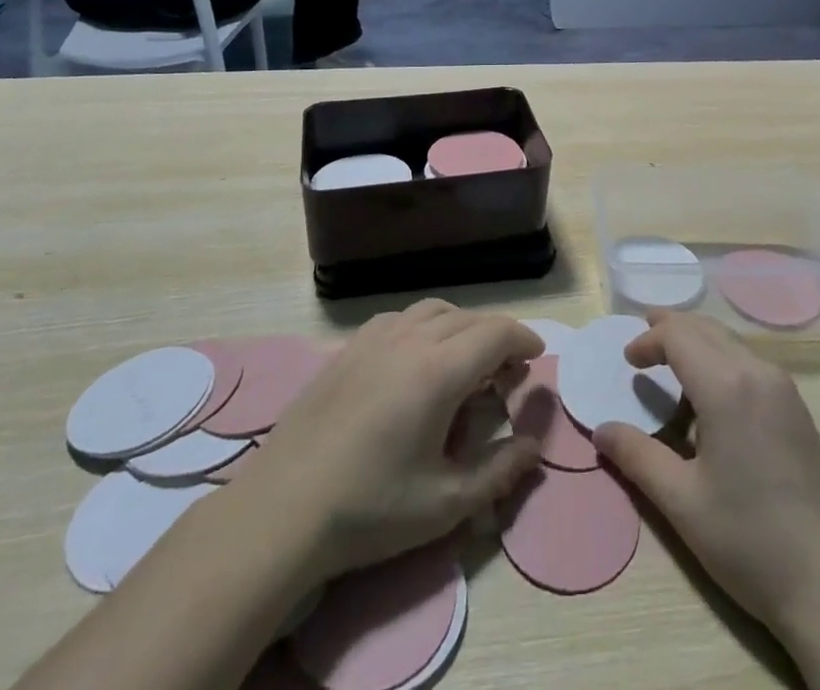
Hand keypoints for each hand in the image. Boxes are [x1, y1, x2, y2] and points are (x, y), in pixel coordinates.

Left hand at [237, 301, 543, 581]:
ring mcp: (375, 338)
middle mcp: (411, 339)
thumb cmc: (370, 509)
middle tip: (506, 371)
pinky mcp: (348, 348)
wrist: (284, 509)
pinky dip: (424, 326)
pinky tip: (415, 358)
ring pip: (433, 310)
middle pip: (468, 318)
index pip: (496, 332)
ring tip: (466, 360)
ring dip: (461, 326)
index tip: (536, 357)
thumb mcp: (445, 504)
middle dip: (496, 336)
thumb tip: (533, 447)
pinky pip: (399, 318)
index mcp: (440, 369)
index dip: (523, 338)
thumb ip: (499, 472)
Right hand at [594, 316, 819, 688]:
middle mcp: (758, 372)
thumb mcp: (682, 502)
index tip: (627, 360)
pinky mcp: (799, 409)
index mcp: (727, 386)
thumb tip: (601, 430)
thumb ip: (637, 457)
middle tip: (642, 341)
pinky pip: (750, 362)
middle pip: (706, 328)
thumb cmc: (750, 542)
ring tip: (671, 361)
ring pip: (731, 342)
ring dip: (697, 341)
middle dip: (670, 328)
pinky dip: (721, 358)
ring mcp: (785, 389)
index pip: (678, 335)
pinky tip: (711, 393)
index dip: (648, 339)